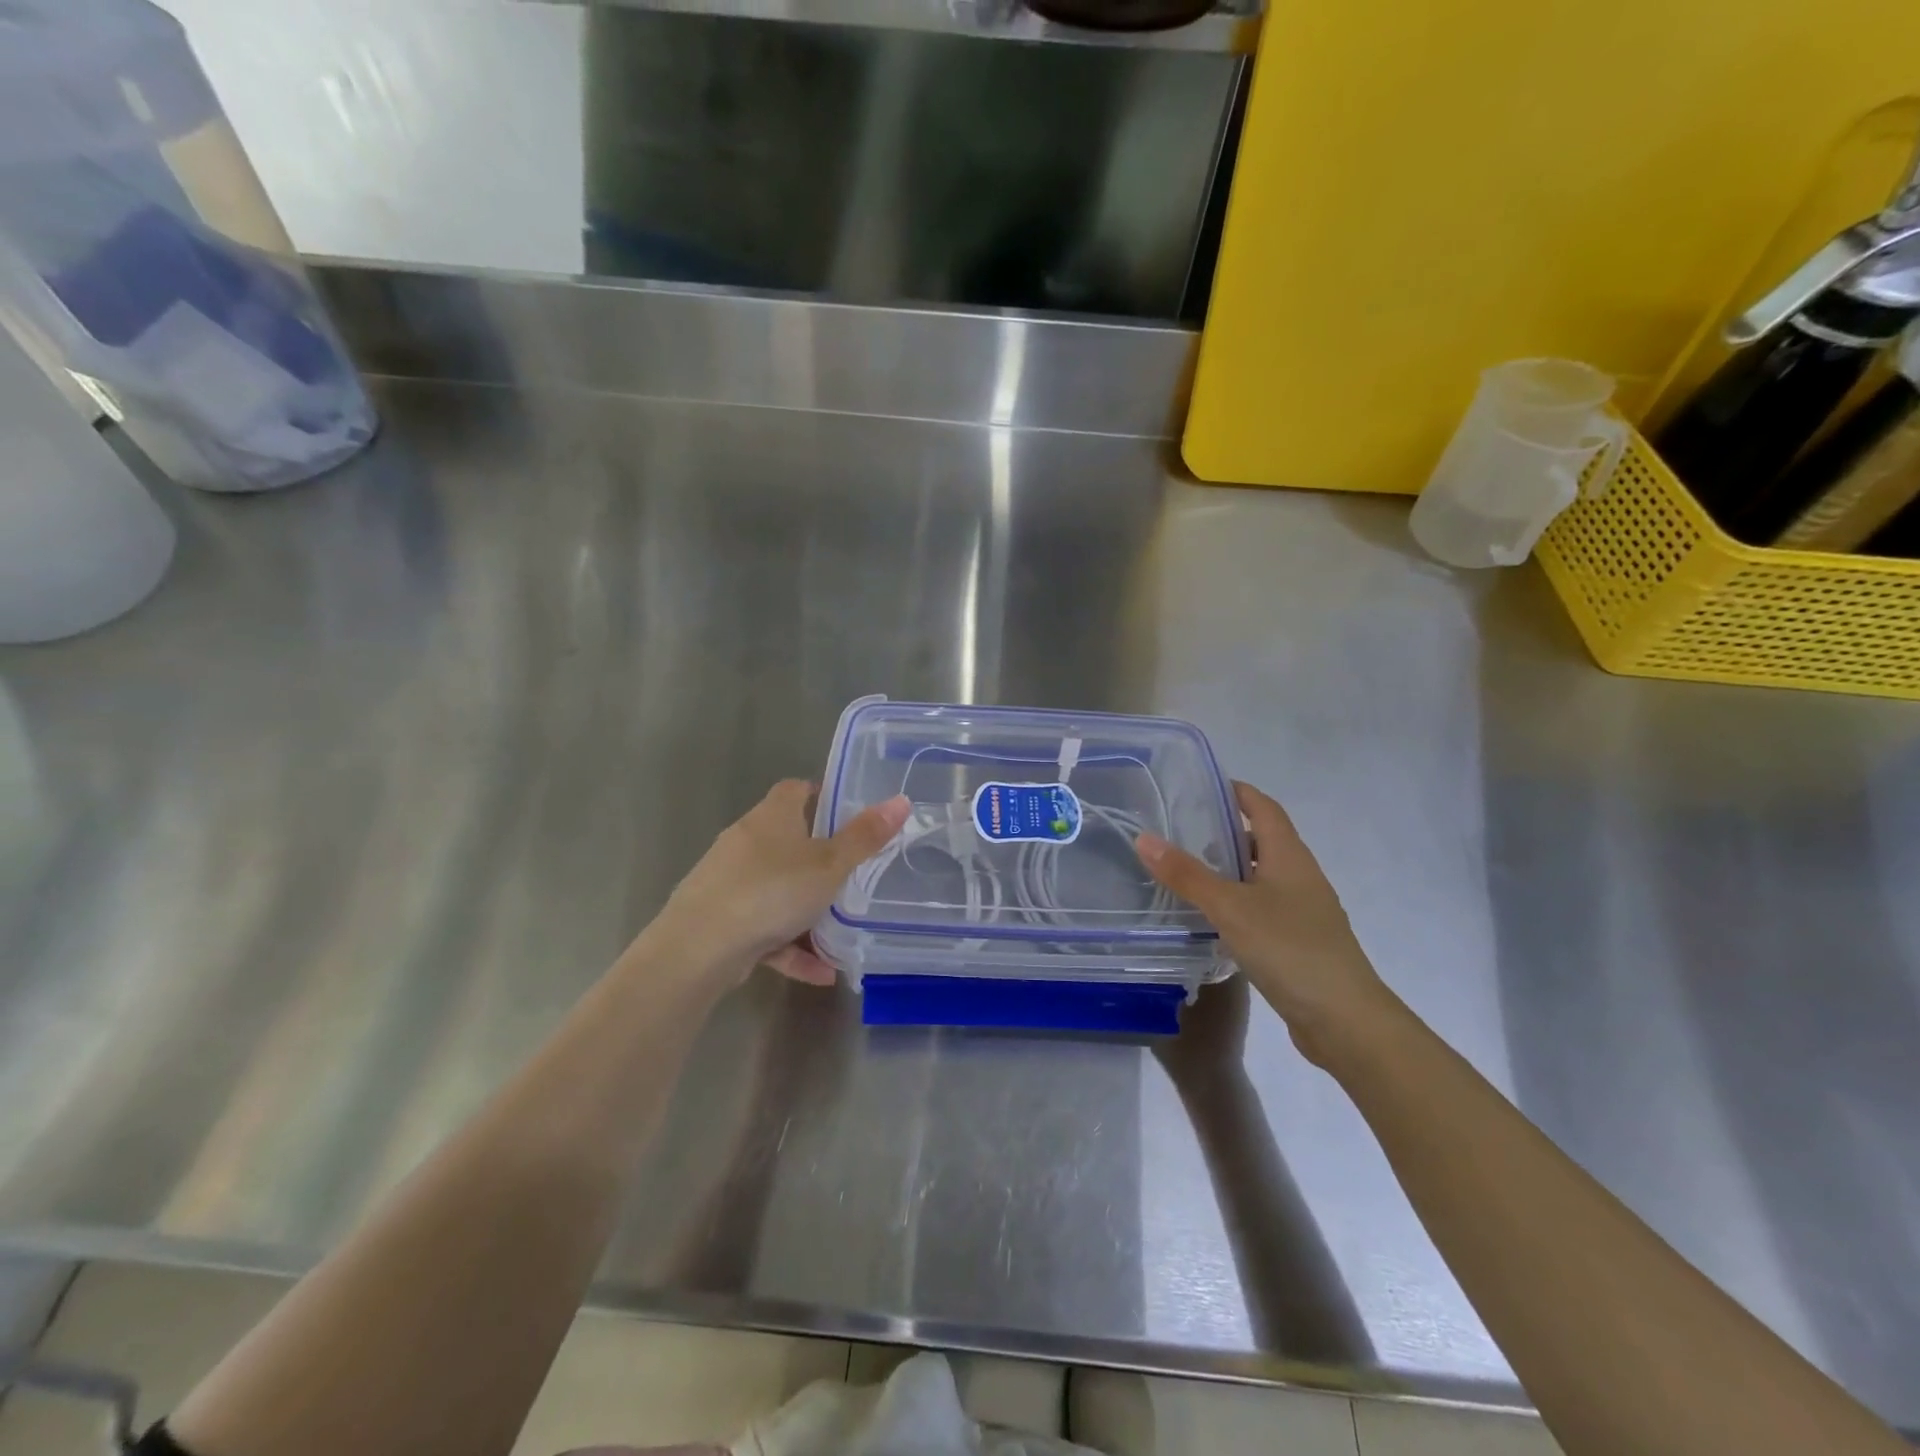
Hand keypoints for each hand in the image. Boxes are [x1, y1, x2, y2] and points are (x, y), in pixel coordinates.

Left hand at [647, 780, 909, 988]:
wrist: (698, 948)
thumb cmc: (771, 891)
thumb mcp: (829, 865)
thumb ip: (865, 837)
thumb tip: (901, 800)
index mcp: (772, 817)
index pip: (795, 790)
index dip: (821, 795)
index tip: (846, 812)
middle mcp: (746, 841)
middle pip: (786, 840)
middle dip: (818, 858)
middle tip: (851, 873)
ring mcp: (729, 881)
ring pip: (776, 889)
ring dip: (806, 911)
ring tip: (841, 934)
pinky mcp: (719, 919)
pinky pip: (764, 928)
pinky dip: (790, 946)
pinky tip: (820, 973)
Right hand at [1136, 781, 1391, 1063]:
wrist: (1345, 1020)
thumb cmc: (1289, 949)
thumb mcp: (1230, 907)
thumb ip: (1187, 875)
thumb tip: (1144, 838)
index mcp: (1290, 856)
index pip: (1264, 808)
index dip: (1238, 792)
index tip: (1203, 786)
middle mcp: (1301, 876)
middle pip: (1264, 840)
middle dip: (1227, 831)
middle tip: (1182, 830)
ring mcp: (1304, 911)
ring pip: (1263, 877)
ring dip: (1231, 869)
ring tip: (1189, 871)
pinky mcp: (1300, 942)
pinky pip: (1264, 908)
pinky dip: (1238, 902)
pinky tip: (1213, 919)